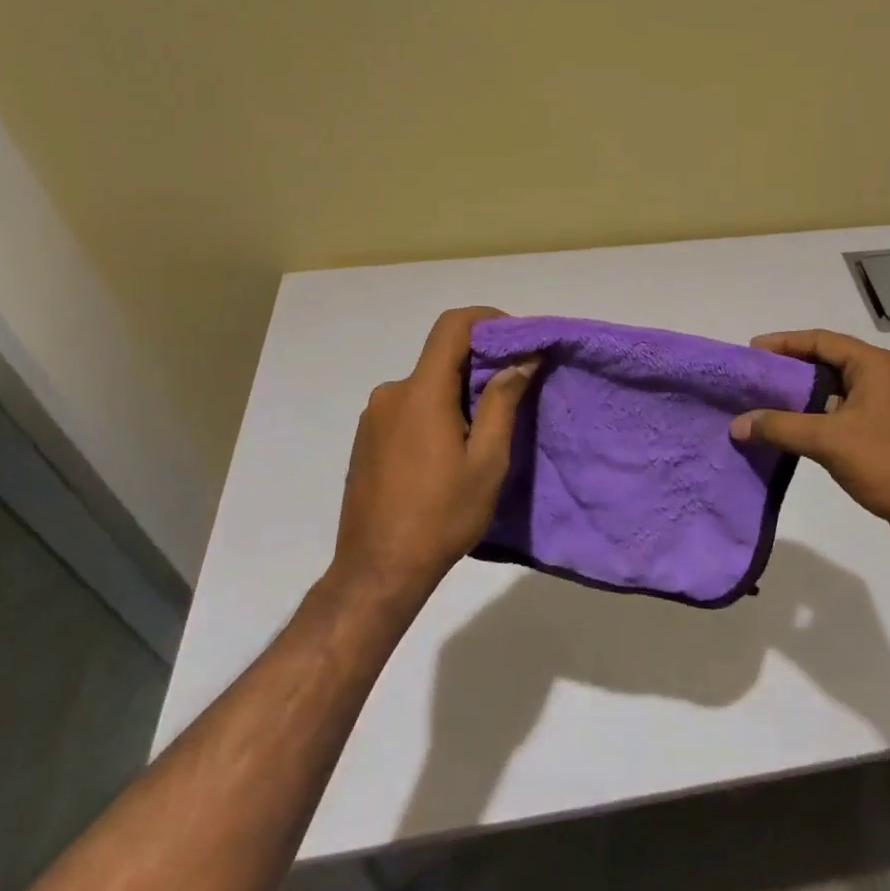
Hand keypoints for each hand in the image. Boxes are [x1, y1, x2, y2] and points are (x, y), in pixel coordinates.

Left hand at [326, 306, 536, 603]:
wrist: (377, 571)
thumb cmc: (441, 516)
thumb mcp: (487, 461)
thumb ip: (502, 402)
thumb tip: (522, 359)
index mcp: (421, 393)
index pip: (452, 327)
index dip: (487, 319)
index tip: (517, 337)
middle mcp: (391, 394)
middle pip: (441, 357)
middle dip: (480, 364)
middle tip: (513, 392)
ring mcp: (374, 417)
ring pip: (426, 384)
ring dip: (458, 392)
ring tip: (483, 431)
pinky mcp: (366, 439)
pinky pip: (408, 407)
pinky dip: (436, 411)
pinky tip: (449, 451)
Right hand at [730, 329, 889, 549]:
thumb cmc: (887, 462)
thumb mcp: (828, 441)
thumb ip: (780, 427)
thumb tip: (736, 424)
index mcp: (874, 364)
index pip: (821, 340)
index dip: (784, 343)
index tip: (751, 352)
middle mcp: (880, 375)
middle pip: (825, 360)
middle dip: (788, 368)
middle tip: (752, 378)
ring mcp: (883, 403)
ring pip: (831, 388)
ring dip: (799, 394)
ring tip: (762, 402)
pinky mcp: (881, 428)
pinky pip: (839, 410)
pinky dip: (813, 415)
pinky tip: (788, 430)